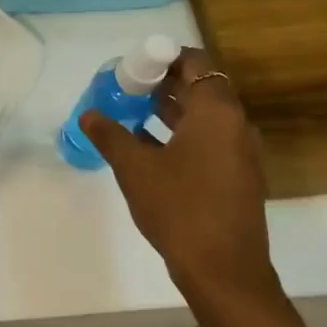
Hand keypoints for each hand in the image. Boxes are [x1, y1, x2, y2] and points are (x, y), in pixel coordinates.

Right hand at [80, 47, 278, 304]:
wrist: (222, 268)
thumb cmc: (179, 207)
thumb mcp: (135, 168)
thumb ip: (110, 135)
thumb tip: (89, 115)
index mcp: (216, 112)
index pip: (196, 64)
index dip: (163, 58)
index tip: (132, 64)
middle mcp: (235, 124)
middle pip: (200, 88)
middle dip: (161, 83)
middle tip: (123, 86)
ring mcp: (238, 152)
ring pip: (202, 116)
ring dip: (168, 109)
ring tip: (128, 110)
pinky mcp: (234, 175)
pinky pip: (206, 139)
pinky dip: (178, 133)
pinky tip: (145, 145)